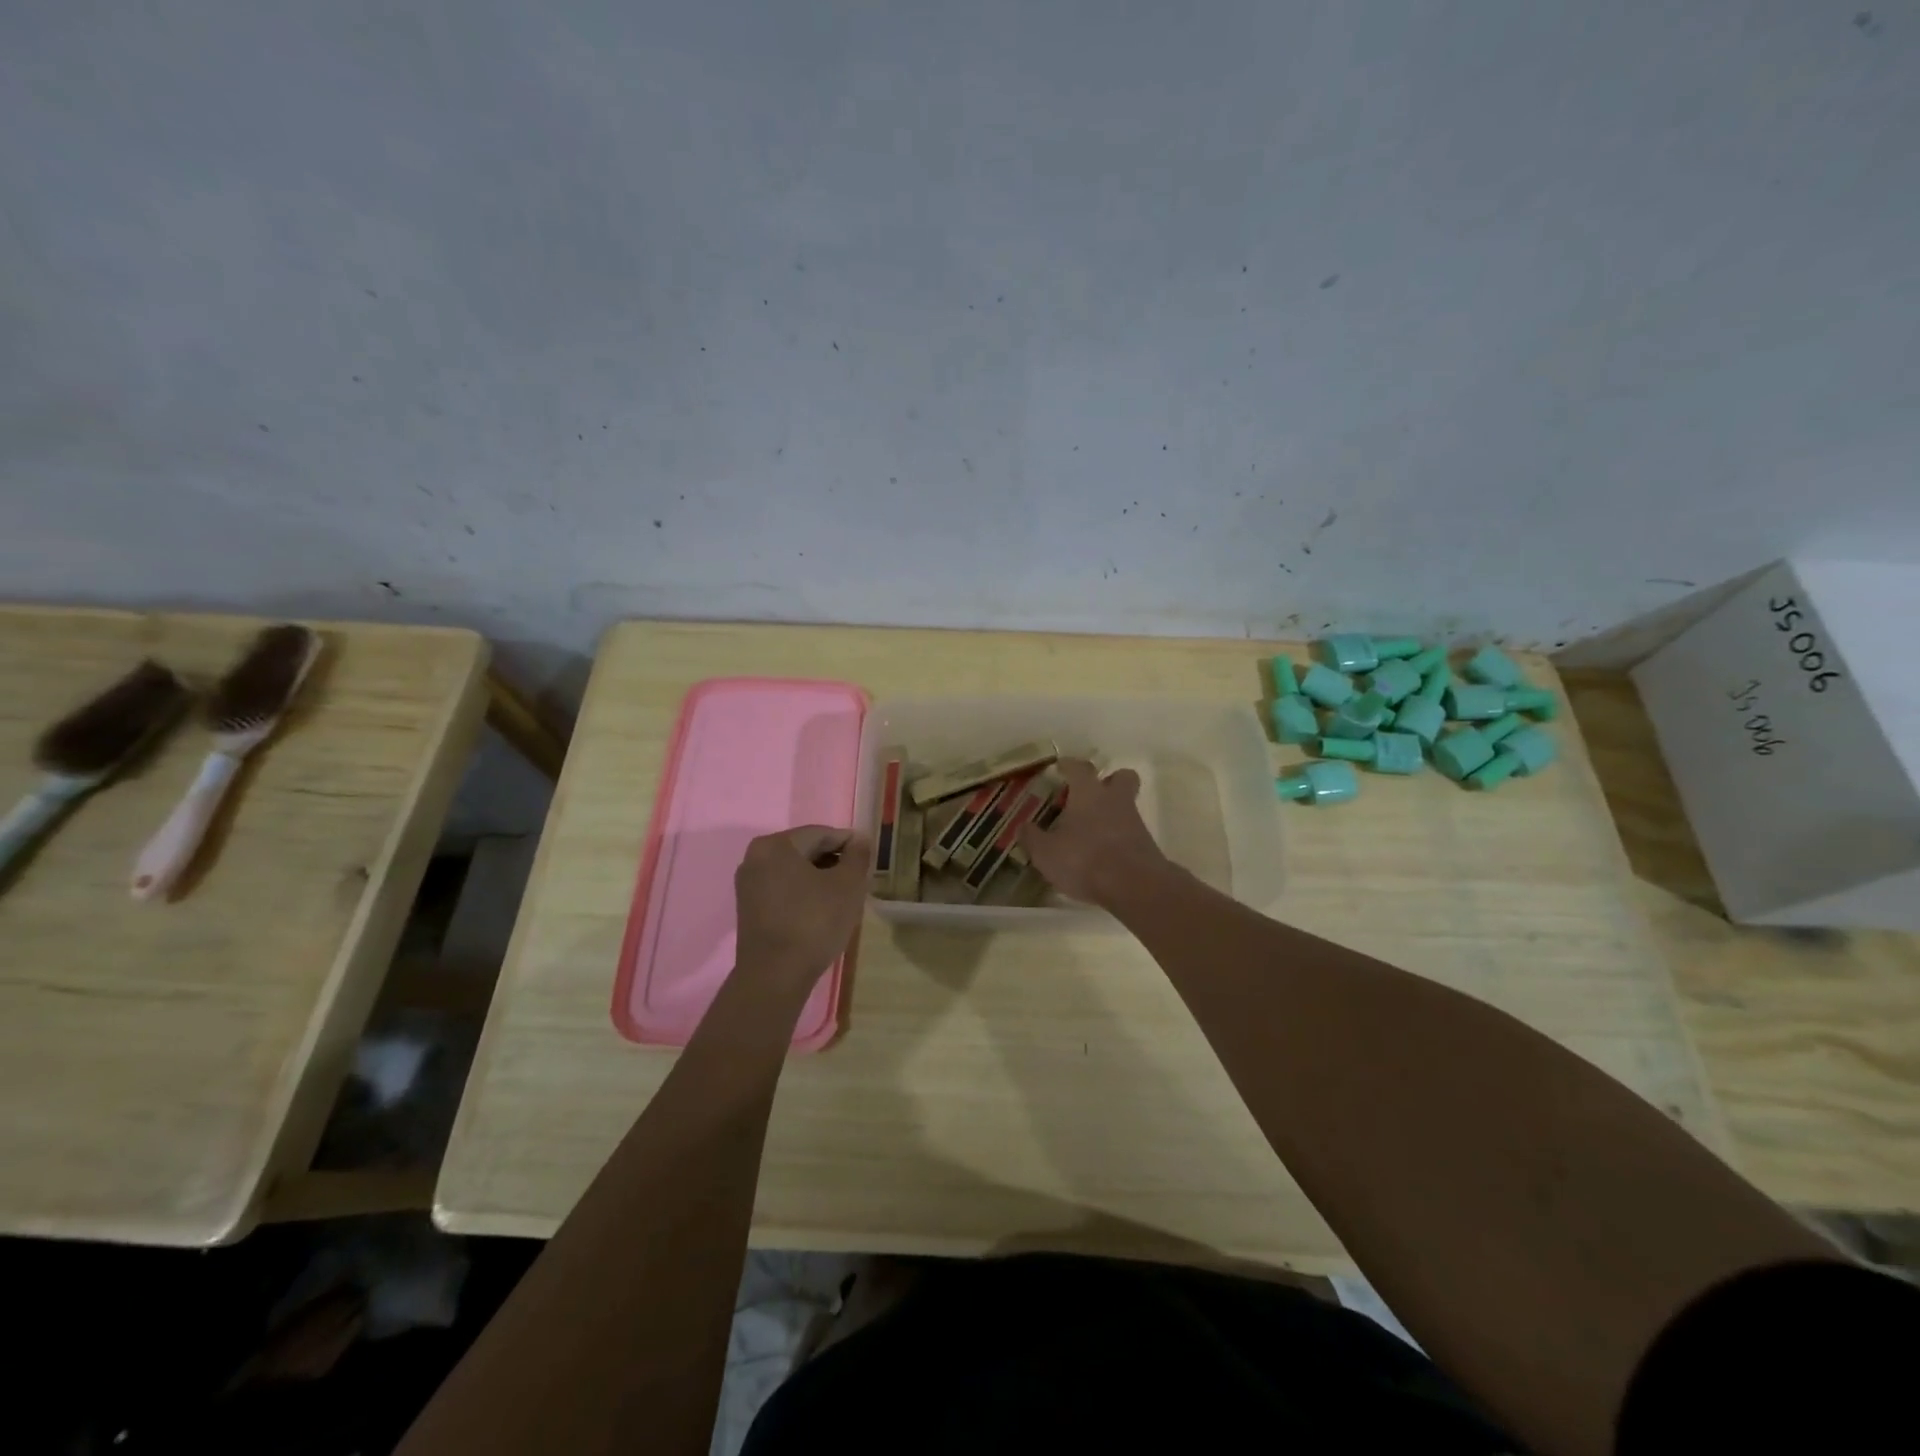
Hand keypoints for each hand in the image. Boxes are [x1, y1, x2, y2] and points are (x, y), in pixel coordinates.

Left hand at [734, 826, 871, 989]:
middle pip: (805, 850)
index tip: (868, 858)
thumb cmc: (814, 922)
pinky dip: (803, 892)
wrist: (774, 976)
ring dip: (819, 878)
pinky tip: (821, 910)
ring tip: (843, 897)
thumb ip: (857, 856)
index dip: (849, 843)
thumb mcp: (848, 885)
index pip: (821, 834)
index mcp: (776, 845)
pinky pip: (782, 888)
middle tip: (858, 879)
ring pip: (794, 871)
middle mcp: (755, 857)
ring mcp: (748, 884)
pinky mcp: (748, 908)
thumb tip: (860, 839)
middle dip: (833, 862)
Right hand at [1017, 758, 1171, 907]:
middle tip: (1090, 794)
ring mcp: (1135, 822)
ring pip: (1126, 806)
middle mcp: (1115, 800)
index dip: (1069, 765)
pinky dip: (1118, 838)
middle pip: (1121, 777)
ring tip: (1090, 832)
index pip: (1080, 768)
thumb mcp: (1046, 853)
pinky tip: (1103, 855)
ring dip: (1111, 813)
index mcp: (1089, 793)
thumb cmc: (1084, 860)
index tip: (1061, 767)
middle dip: (1108, 781)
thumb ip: (1032, 838)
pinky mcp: (1146, 845)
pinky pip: (1130, 832)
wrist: (1134, 887)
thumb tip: (1023, 827)